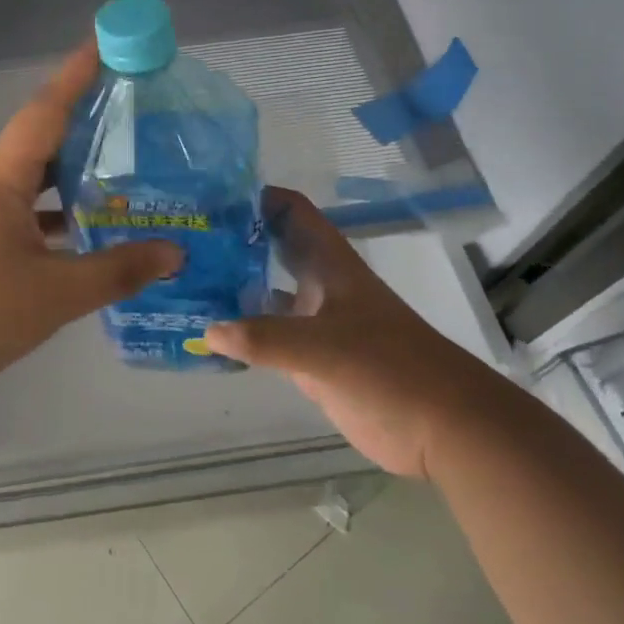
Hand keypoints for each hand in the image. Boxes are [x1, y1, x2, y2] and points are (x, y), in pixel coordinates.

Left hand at [0, 43, 182, 412]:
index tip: (104, 42)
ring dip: (69, 177)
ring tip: (119, 173)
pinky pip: (20, 218)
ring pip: (30, 186)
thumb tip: (174, 253)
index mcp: (0, 184)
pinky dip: (53, 218)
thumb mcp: (53, 296)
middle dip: (81, 124)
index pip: (44, 113)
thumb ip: (115, 272)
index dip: (75, 75)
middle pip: (38, 144)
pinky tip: (81, 237)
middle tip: (130, 113)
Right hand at [203, 188, 501, 479]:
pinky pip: (266, 337)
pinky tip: (207, 334)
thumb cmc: (389, 368)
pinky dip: (240, 333)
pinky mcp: (311, 359)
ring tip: (182, 281)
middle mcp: (318, 285)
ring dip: (232, 286)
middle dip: (233, 240)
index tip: (209, 196)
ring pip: (265, 292)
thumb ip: (265, 339)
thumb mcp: (324, 348)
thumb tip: (208, 330)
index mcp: (330, 264)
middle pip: (272, 248)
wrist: (442, 428)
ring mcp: (314, 322)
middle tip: (183, 237)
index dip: (257, 196)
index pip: (293, 211)